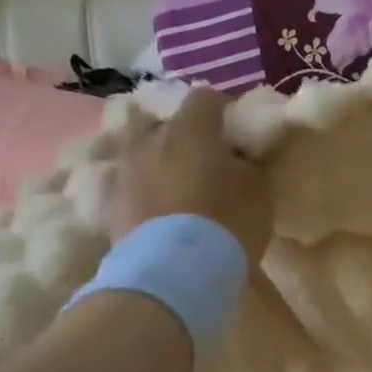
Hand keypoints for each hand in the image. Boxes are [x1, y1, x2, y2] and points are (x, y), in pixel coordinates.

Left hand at [109, 87, 271, 261]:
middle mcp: (152, 139)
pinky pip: (133, 184)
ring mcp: (127, 170)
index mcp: (191, 128)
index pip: (207, 98)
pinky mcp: (113, 203)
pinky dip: (147, 190)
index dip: (224, 111)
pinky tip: (163, 211)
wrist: (172, 274)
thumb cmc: (226, 225)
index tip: (236, 132)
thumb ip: (249, 166)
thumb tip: (239, 157)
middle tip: (203, 160)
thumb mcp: (258, 194)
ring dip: (160, 161)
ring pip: (143, 151)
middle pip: (165, 121)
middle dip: (184, 134)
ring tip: (178, 186)